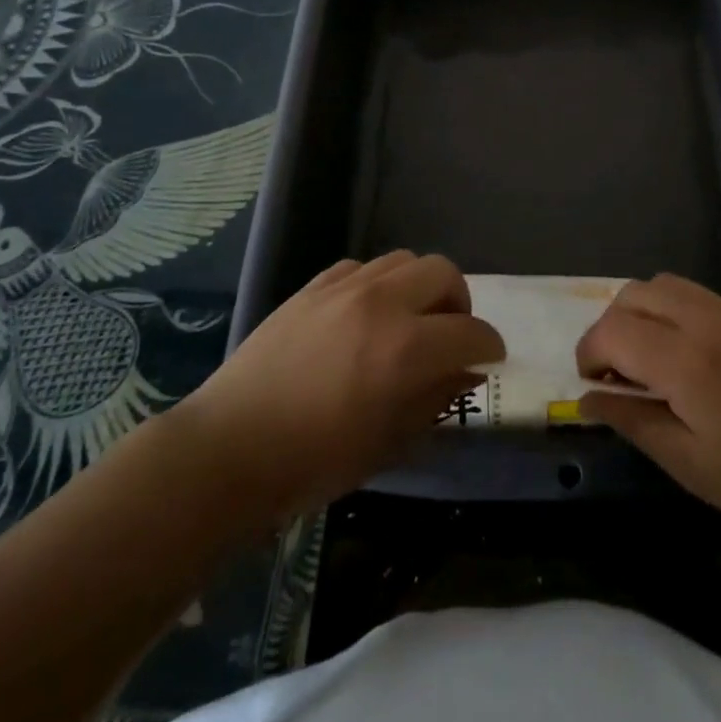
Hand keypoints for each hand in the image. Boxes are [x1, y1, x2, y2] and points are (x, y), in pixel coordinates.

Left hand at [180, 252, 502, 520]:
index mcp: (405, 349)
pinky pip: (362, 267)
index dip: (490, 346)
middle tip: (451, 335)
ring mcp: (344, 288)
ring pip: (404, 260)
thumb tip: (466, 372)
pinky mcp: (313, 286)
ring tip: (409, 320)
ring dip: (420, 287)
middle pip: (443, 272)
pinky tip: (365, 315)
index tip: (491, 359)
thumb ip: (436, 399)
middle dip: (460, 302)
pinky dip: (378, 284)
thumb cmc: (313, 461)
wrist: (229, 448)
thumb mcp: (389, 443)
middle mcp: (381, 303)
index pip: (471, 331)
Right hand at [575, 274, 720, 552]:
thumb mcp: (691, 465)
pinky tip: (689, 354)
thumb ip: (633, 422)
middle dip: (610, 327)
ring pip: (663, 284)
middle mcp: (706, 320)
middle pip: (632, 294)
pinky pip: (696, 294)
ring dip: (641, 312)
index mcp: (687, 362)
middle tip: (618, 371)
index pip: (612, 330)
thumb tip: (587, 397)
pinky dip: (672, 311)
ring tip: (649, 357)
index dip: (589, 353)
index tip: (593, 384)